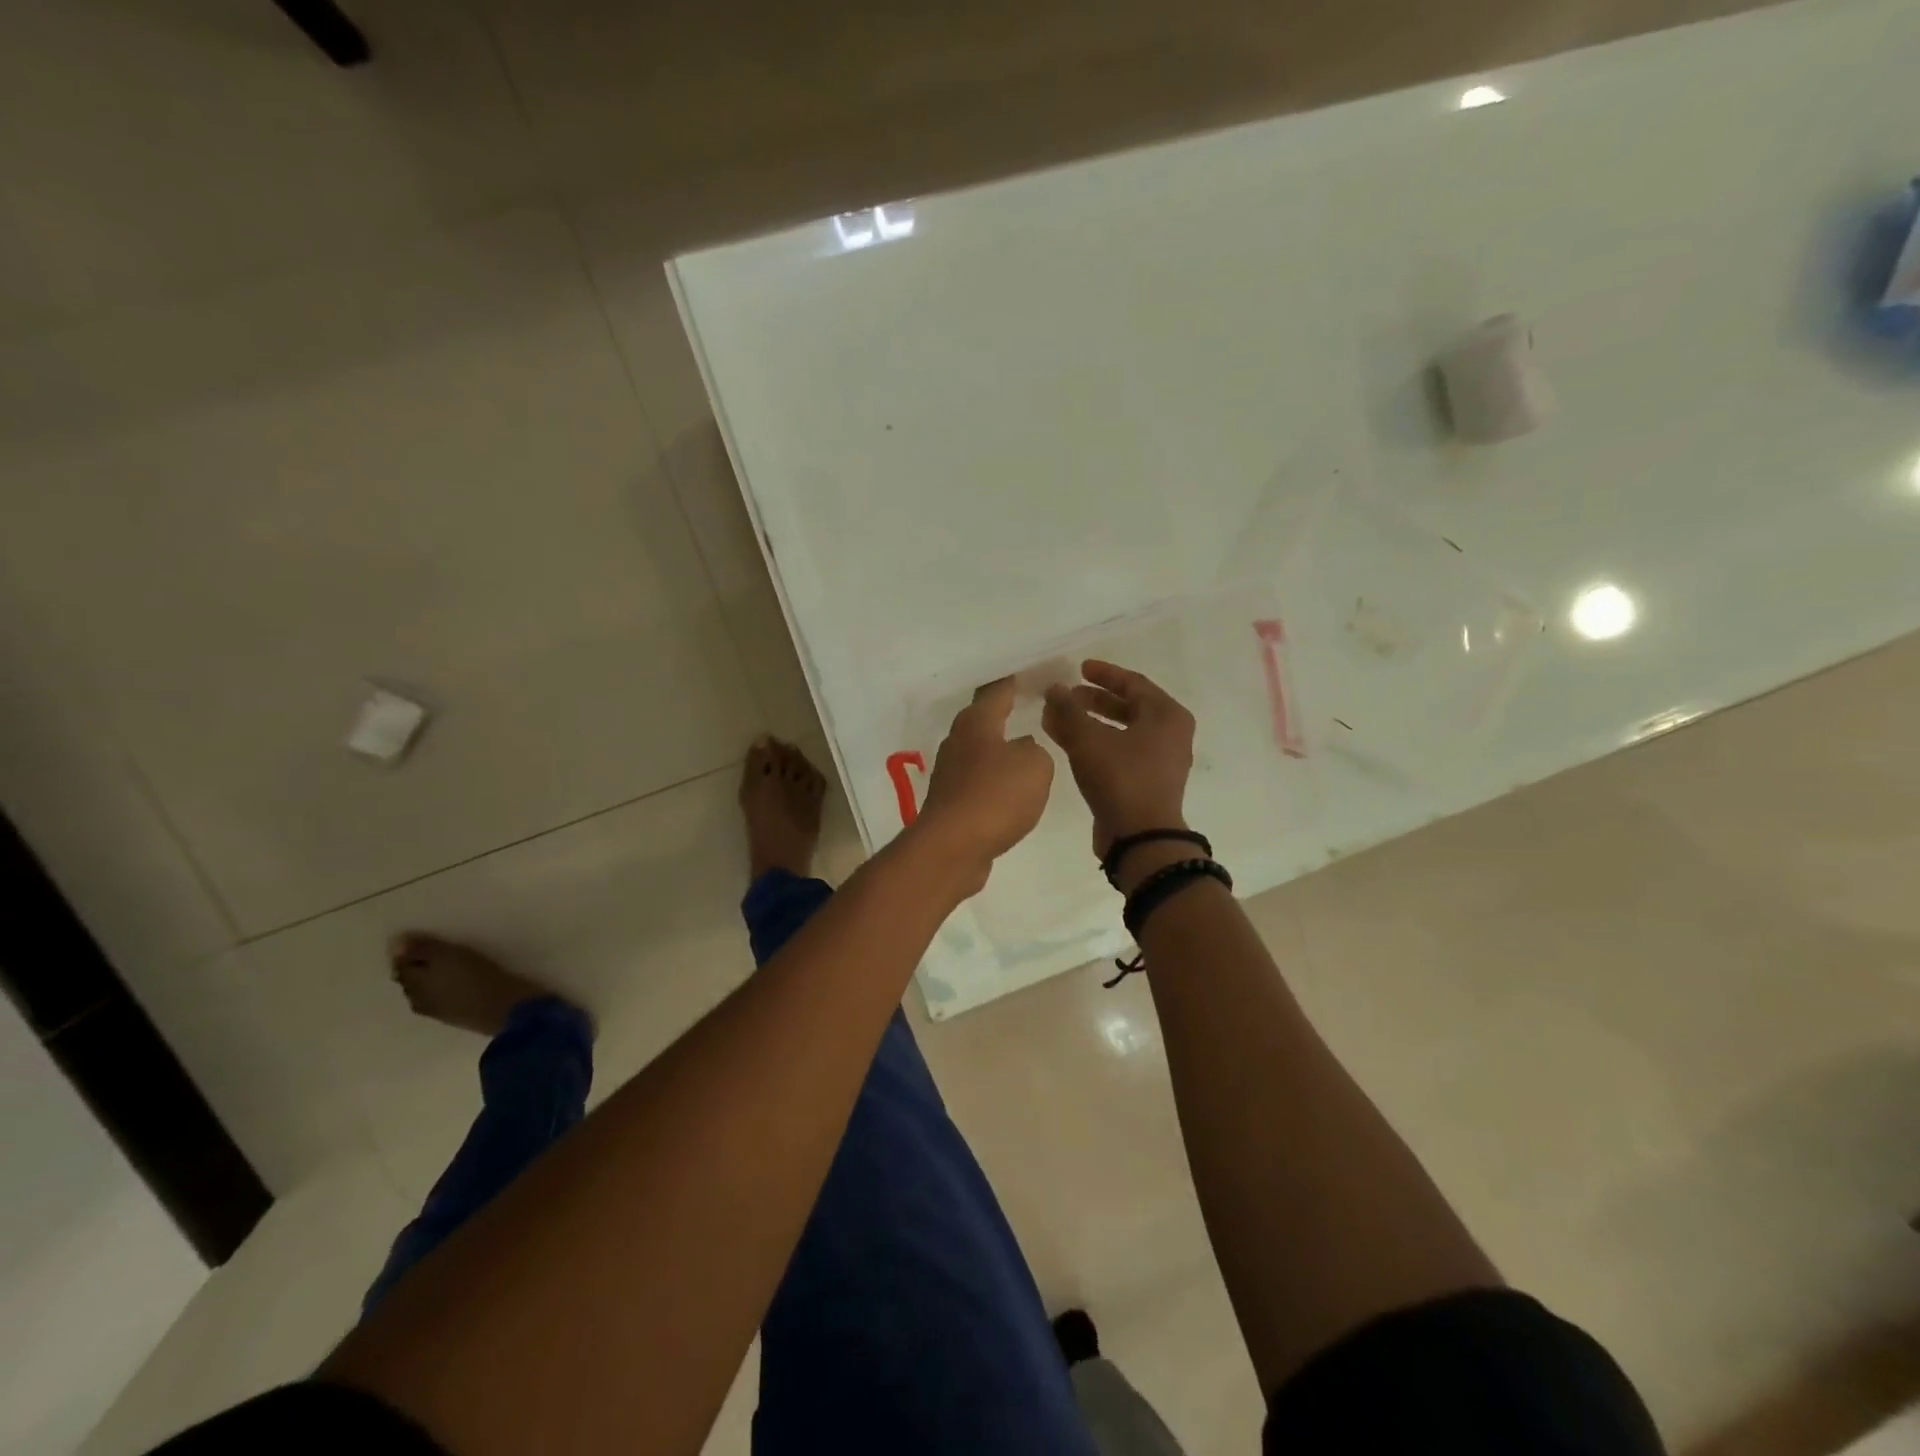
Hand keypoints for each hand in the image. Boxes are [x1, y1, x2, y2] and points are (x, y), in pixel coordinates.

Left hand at [913, 678, 1054, 891]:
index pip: (996, 691)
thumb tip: (1021, 750)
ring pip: (979, 752)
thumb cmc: (995, 796)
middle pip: (982, 719)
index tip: (1027, 673)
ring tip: (1025, 749)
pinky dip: (994, 781)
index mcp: (976, 723)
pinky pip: (978, 783)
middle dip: (1002, 713)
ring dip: (998, 750)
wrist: (953, 847)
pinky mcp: (951, 803)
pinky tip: (1010, 789)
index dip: (1012, 681)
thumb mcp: (1035, 765)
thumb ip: (1035, 750)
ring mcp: (950, 774)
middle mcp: (958, 742)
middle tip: (1028, 707)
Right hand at [1042, 659, 1195, 858]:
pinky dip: (1096, 745)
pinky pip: (1120, 753)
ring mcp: (1161, 762)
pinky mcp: (1147, 784)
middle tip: (1066, 696)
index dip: (1103, 674)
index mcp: (1167, 715)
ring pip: (1121, 731)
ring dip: (1090, 723)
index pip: (1133, 683)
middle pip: (1129, 706)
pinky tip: (1069, 746)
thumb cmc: (1121, 779)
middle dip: (1093, 700)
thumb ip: (1068, 710)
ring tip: (1059, 720)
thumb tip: (1053, 689)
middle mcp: (1170, 735)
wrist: (1141, 839)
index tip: (1078, 669)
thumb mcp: (1088, 739)